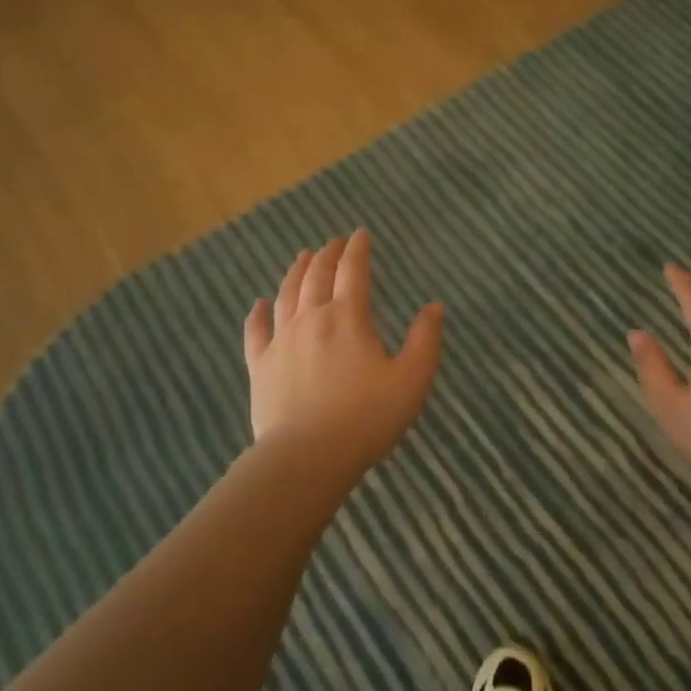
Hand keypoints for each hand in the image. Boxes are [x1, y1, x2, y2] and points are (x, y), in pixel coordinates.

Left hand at [243, 229, 444, 482]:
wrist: (308, 456)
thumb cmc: (367, 418)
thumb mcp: (411, 380)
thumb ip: (425, 340)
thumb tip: (434, 306)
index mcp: (348, 318)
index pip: (353, 272)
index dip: (357, 250)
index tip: (360, 234)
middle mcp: (311, 319)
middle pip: (316, 276)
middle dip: (327, 255)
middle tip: (333, 242)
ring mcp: (281, 341)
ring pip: (286, 295)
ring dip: (296, 272)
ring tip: (302, 257)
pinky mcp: (260, 366)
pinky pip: (256, 332)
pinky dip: (257, 314)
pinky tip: (258, 303)